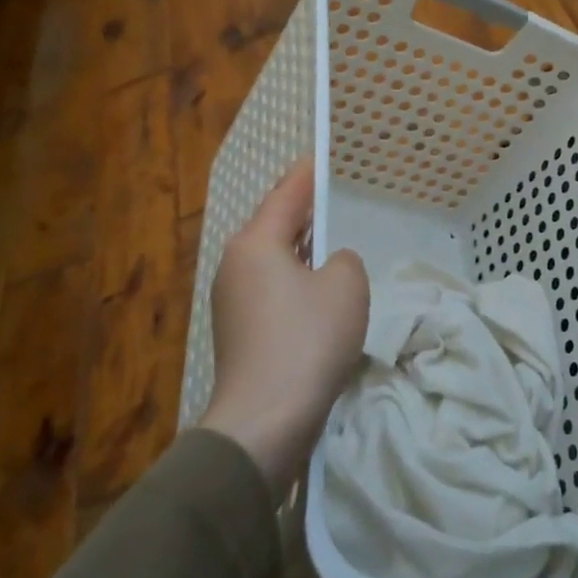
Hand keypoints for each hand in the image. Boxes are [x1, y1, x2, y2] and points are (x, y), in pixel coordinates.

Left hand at [200, 157, 369, 494]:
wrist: (264, 421)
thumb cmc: (307, 340)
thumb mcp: (346, 286)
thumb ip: (344, 260)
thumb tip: (329, 267)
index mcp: (256, 243)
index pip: (286, 194)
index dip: (308, 174)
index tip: (322, 157)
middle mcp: (235, 265)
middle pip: (275, 226)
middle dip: (306, 213)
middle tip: (336, 199)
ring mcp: (232, 301)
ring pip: (274, 261)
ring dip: (303, 252)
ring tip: (334, 244)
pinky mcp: (239, 333)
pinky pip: (273, 291)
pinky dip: (297, 283)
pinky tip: (321, 294)